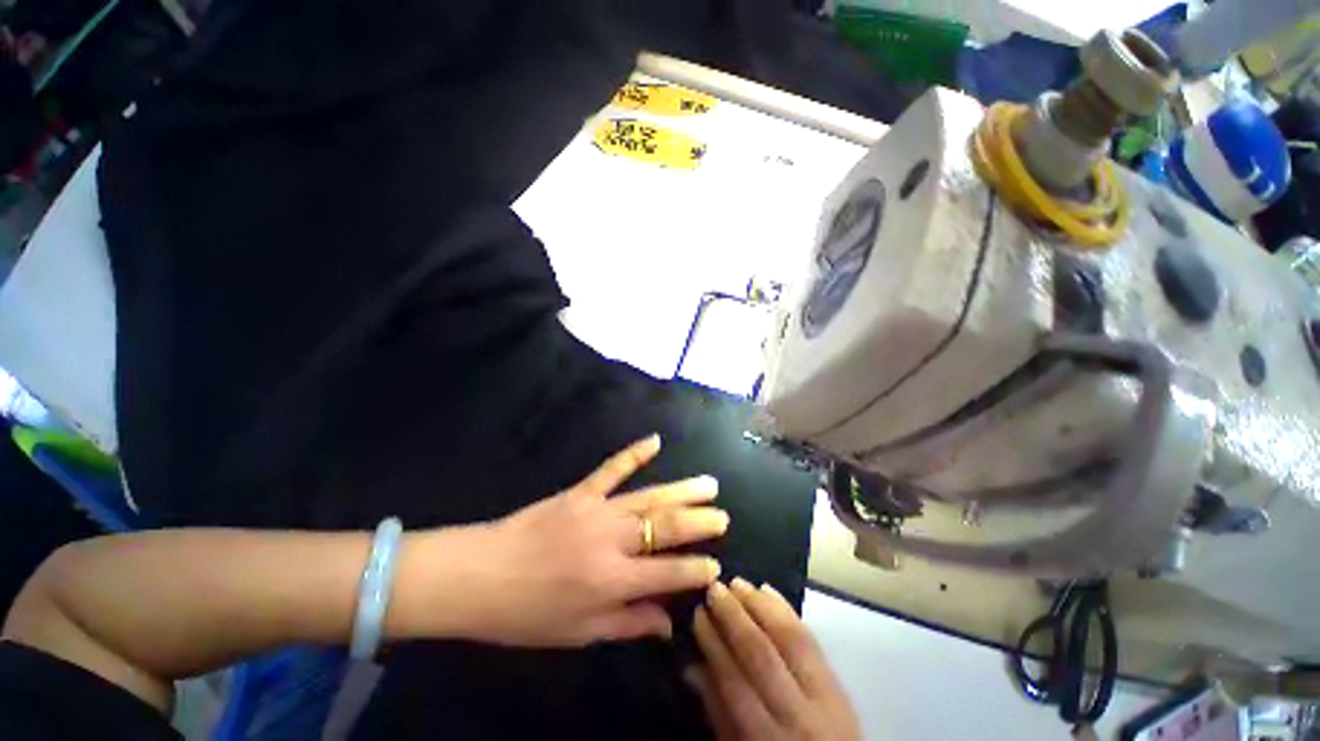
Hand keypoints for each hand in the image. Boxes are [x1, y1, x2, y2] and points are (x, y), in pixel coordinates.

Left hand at [401, 436, 726, 646]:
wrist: (477, 576)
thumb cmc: (526, 614)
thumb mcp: (577, 633)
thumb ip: (627, 623)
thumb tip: (668, 623)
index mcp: (610, 582)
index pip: (666, 574)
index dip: (694, 571)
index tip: (716, 566)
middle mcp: (610, 542)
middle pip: (664, 528)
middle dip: (698, 523)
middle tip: (723, 516)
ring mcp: (596, 510)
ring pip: (649, 497)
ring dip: (681, 490)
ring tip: (709, 484)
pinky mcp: (580, 491)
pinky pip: (612, 469)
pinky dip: (634, 453)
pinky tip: (655, 440)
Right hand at [689, 579, 860, 740]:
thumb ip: (719, 714)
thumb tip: (692, 666)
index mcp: (767, 738)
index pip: (734, 682)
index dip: (714, 644)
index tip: (698, 613)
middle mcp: (798, 715)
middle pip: (762, 654)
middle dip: (734, 616)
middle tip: (714, 588)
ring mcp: (825, 696)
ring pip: (790, 639)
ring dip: (760, 605)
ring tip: (737, 583)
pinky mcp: (839, 683)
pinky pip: (812, 640)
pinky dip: (788, 611)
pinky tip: (768, 590)